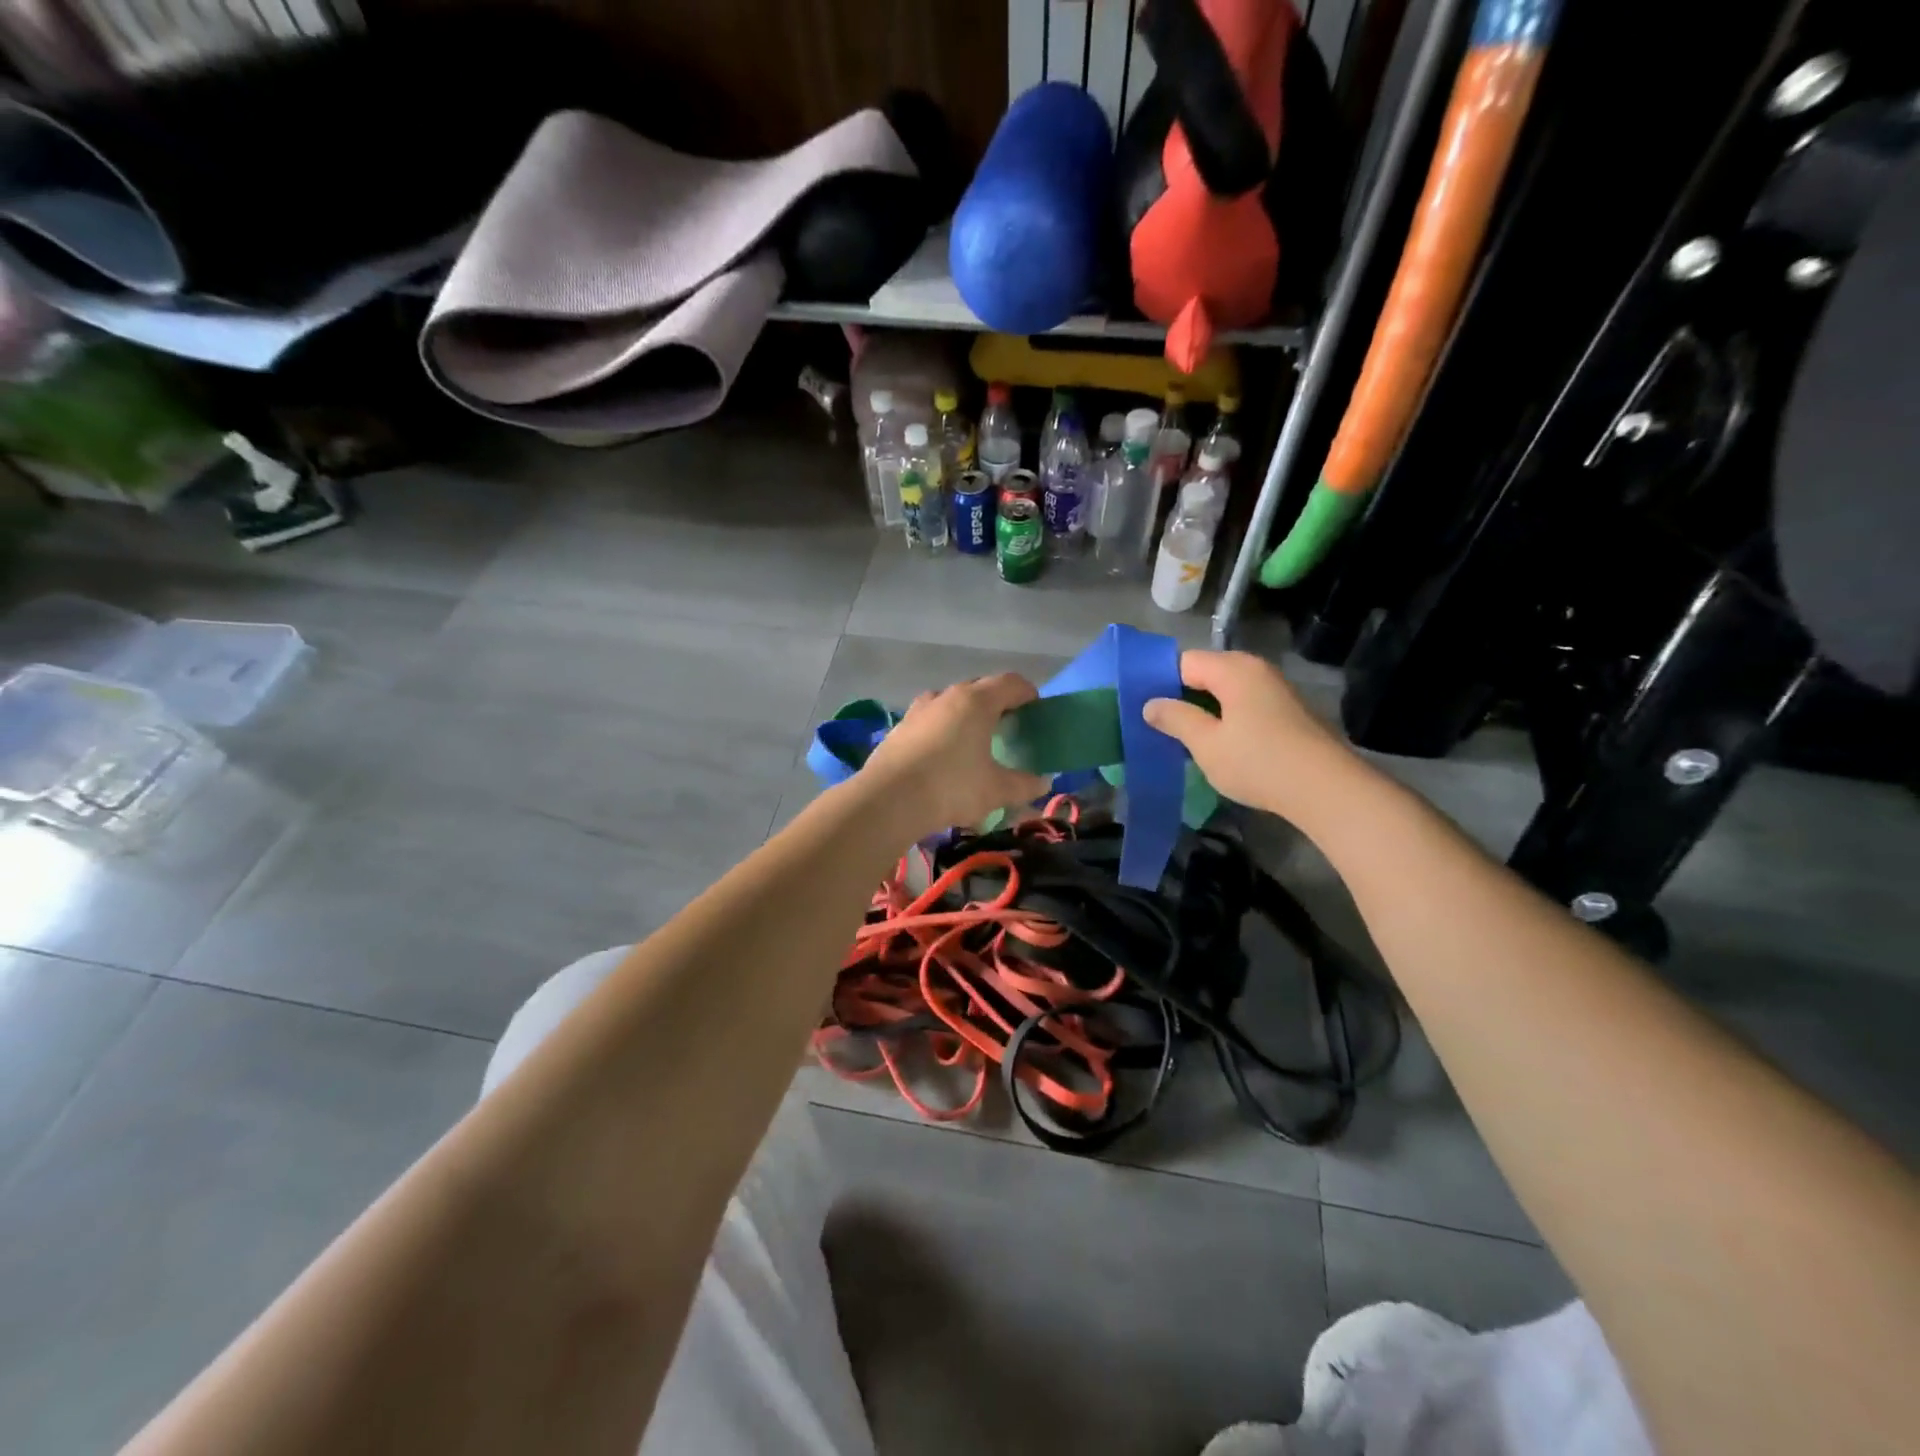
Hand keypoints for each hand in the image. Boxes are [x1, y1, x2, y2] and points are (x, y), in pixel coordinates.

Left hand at [858, 674, 1052, 835]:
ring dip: (965, 715)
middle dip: (996, 703)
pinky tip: (943, 756)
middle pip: (979, 688)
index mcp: (976, 701)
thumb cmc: (951, 787)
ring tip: (973, 740)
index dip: (1028, 693)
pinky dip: (942, 729)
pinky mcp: (899, 728)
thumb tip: (1043, 783)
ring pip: (950, 702)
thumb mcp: (996, 790)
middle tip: (1007, 727)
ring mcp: (919, 710)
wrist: (888, 800)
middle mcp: (947, 696)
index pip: (1010, 683)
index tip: (1036, 710)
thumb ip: (1024, 784)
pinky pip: (929, 720)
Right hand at [1142, 650, 1355, 820]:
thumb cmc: (1258, 762)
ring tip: (1185, 740)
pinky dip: (1227, 720)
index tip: (1143, 709)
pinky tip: (1220, 747)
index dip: (1160, 682)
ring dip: (1205, 712)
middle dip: (1182, 698)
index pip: (1183, 662)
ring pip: (1226, 692)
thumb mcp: (1206, 743)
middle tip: (1160, 727)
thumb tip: (1150, 704)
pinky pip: (1245, 706)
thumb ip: (1175, 719)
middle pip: (1206, 674)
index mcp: (1233, 669)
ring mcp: (1276, 690)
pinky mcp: (1288, 713)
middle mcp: (1256, 670)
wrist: (1327, 789)